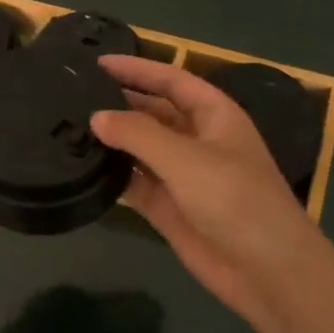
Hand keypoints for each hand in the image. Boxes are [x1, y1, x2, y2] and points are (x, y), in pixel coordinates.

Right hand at [91, 55, 329, 332]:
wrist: (265, 270)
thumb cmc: (235, 200)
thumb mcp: (185, 158)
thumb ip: (138, 134)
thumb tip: (97, 117)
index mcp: (214, 115)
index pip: (171, 79)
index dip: (137, 68)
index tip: (97, 62)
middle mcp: (197, 139)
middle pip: (153, 112)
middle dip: (119, 102)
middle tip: (73, 95)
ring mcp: (182, 175)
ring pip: (140, 148)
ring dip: (112, 140)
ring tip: (67, 127)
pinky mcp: (168, 207)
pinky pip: (135, 183)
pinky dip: (113, 175)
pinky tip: (82, 167)